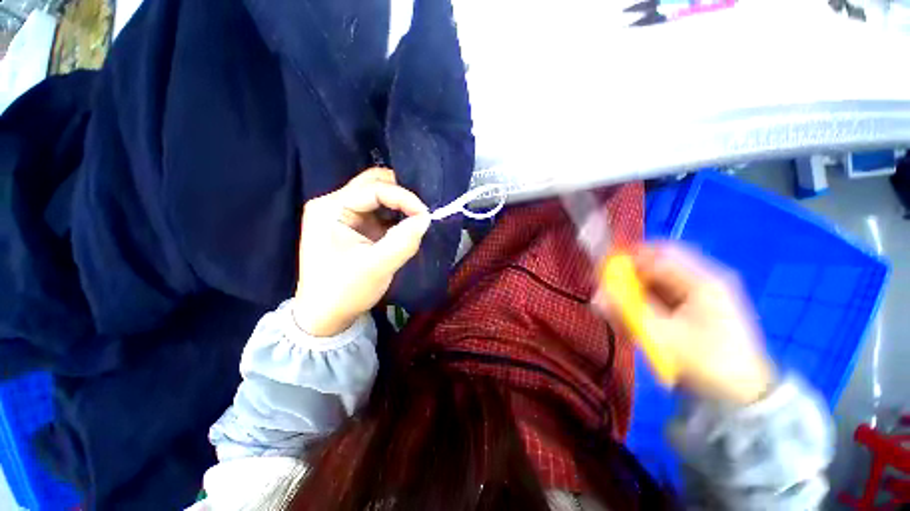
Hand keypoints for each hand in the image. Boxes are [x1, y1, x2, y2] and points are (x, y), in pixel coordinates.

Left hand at [294, 168, 430, 336]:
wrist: (324, 317)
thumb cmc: (344, 292)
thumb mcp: (377, 267)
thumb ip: (403, 241)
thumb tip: (426, 219)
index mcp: (330, 209)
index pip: (373, 189)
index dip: (403, 197)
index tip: (426, 216)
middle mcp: (333, 204)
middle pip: (373, 184)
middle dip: (401, 195)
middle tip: (422, 212)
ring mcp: (342, 214)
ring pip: (377, 196)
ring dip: (399, 205)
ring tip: (417, 218)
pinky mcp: (352, 226)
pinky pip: (378, 212)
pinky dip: (395, 216)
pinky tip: (406, 226)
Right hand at [598, 243, 774, 404]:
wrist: (742, 396)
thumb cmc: (708, 364)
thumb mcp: (663, 337)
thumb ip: (628, 313)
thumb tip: (597, 296)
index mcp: (702, 281)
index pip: (658, 253)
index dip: (627, 259)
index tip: (602, 275)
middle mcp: (701, 280)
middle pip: (654, 267)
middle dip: (627, 281)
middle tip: (607, 299)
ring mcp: (697, 295)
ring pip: (654, 284)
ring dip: (633, 296)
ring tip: (620, 318)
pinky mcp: (692, 308)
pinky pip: (659, 298)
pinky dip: (643, 307)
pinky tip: (636, 325)